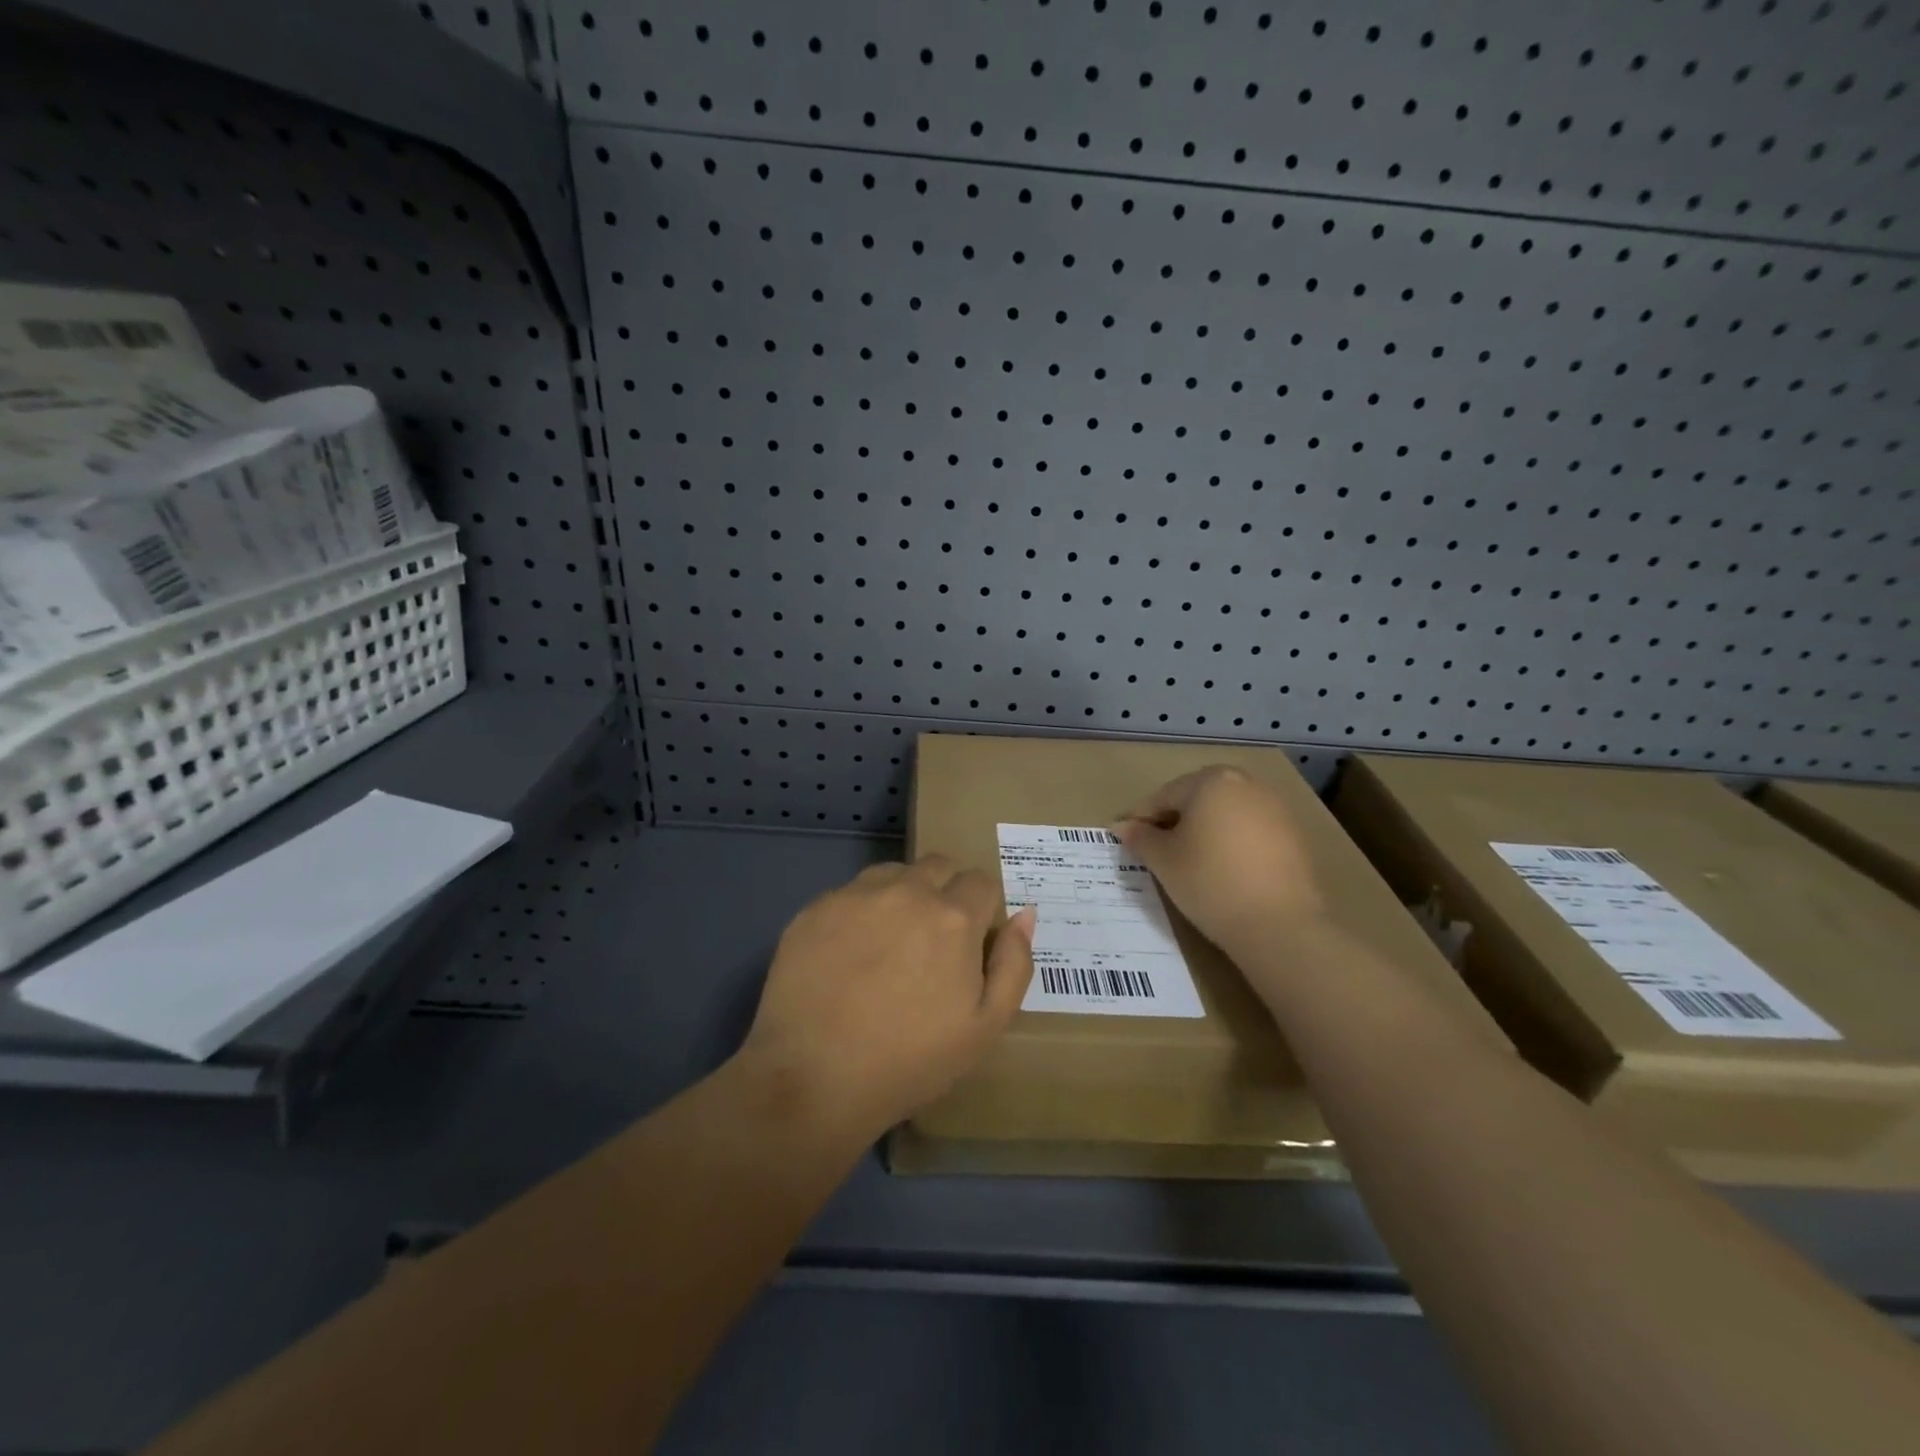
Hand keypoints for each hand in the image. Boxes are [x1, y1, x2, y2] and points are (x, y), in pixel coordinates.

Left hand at [741, 857, 1035, 1136]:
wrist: (813, 1080)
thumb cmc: (910, 1061)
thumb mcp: (986, 1027)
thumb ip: (1014, 964)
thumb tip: (1024, 914)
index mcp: (953, 917)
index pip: (982, 882)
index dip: (983, 911)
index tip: (971, 945)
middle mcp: (906, 891)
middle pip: (939, 866)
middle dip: (946, 892)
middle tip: (933, 942)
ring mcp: (855, 895)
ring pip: (894, 874)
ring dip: (903, 895)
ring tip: (890, 945)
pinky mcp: (815, 908)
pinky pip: (850, 893)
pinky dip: (860, 912)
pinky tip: (849, 956)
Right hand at [1115, 766, 1324, 956]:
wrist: (1279, 924)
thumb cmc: (1209, 882)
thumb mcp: (1164, 861)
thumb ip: (1140, 837)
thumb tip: (1122, 826)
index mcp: (1210, 781)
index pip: (1163, 796)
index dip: (1141, 820)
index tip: (1126, 841)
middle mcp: (1245, 783)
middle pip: (1196, 798)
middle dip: (1174, 821)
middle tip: (1157, 852)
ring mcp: (1274, 807)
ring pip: (1225, 813)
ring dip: (1204, 831)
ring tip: (1190, 863)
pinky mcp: (1293, 834)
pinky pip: (1250, 830)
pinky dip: (1231, 843)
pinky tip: (1223, 871)